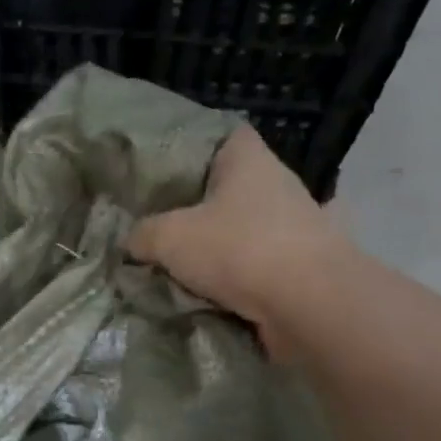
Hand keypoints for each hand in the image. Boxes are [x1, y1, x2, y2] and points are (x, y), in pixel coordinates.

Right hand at [126, 125, 350, 357]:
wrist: (308, 306)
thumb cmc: (238, 249)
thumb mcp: (168, 237)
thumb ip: (143, 234)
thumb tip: (132, 242)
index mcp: (250, 161)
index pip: (228, 135)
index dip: (199, 146)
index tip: (170, 168)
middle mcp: (280, 186)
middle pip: (235, 185)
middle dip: (204, 204)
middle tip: (164, 221)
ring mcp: (299, 227)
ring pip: (251, 227)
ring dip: (225, 243)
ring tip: (185, 261)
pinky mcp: (307, 267)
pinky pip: (266, 264)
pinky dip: (246, 275)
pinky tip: (219, 289)